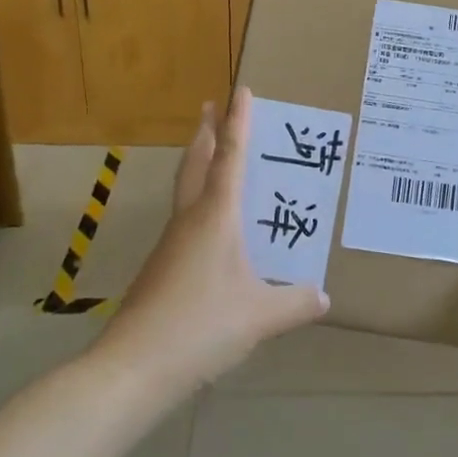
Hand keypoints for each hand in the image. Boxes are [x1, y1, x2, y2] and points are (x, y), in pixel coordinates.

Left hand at [99, 88, 329, 394]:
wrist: (133, 366)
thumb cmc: (201, 325)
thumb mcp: (260, 316)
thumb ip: (296, 303)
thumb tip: (324, 296)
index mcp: (216, 216)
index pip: (231, 157)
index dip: (239, 122)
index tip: (240, 90)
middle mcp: (191, 219)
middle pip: (197, 163)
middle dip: (206, 133)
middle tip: (211, 107)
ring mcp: (172, 243)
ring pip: (187, 189)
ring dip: (200, 163)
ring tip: (214, 155)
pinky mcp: (163, 267)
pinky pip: (186, 219)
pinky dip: (200, 202)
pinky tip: (214, 227)